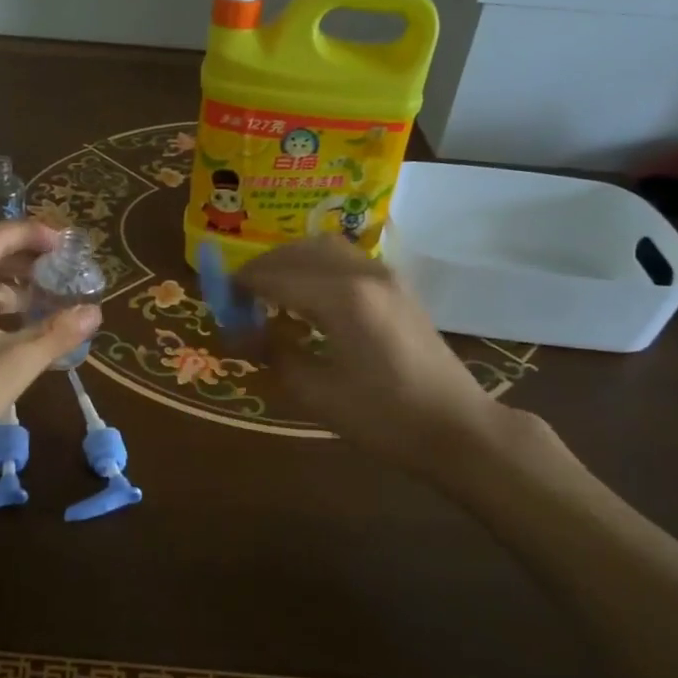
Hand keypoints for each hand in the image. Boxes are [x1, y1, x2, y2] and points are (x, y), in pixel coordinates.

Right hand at [237, 235, 535, 486]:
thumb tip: (236, 333)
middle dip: (263, 268)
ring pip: (325, 248)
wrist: (458, 429)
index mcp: (342, 297)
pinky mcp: (398, 287)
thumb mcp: (317, 393)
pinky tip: (307, 298)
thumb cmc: (385, 418)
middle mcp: (364, 273)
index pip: (275, 276)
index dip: (241, 287)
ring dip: (291, 262)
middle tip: (240, 296)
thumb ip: (273, 354)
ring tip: (270, 292)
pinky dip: (316, 267)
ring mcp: (386, 276)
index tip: (218, 303)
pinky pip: (346, 260)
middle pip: (299, 251)